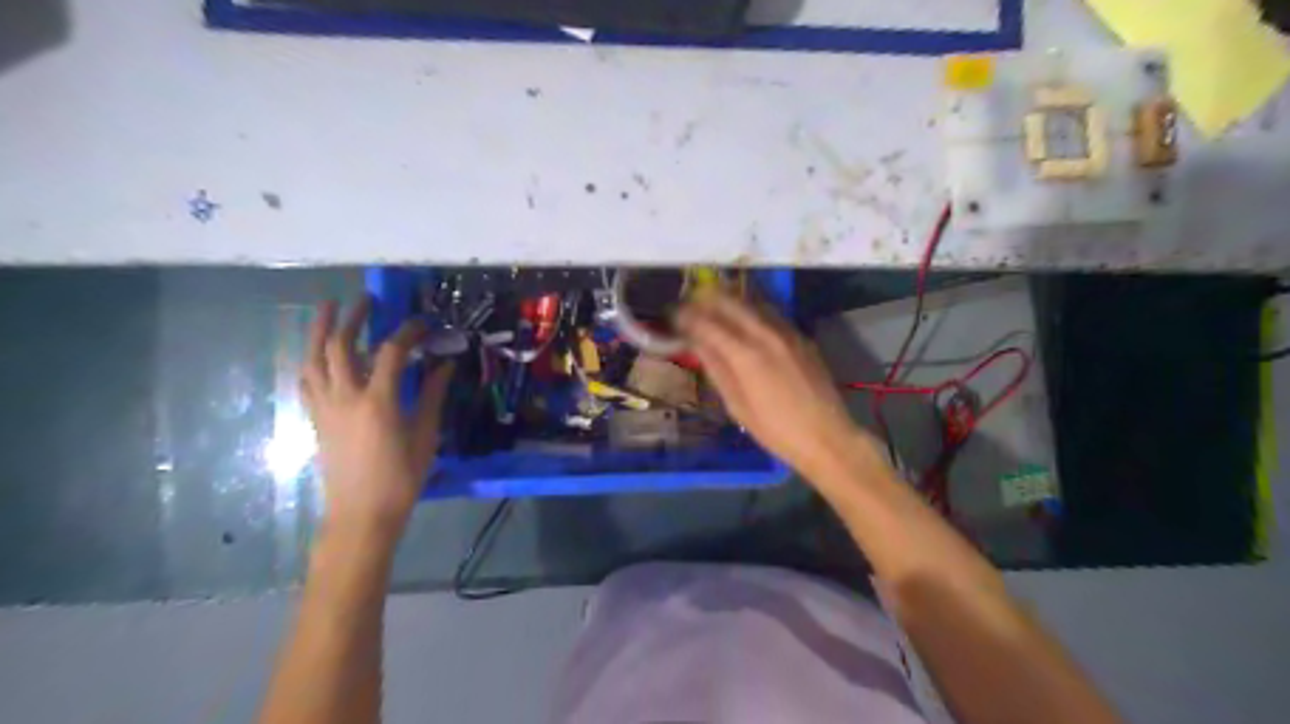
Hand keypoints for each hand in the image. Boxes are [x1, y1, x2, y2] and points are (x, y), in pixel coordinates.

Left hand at [299, 298, 451, 546]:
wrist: (361, 513)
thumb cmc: (401, 477)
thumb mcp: (425, 436)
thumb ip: (432, 396)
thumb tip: (445, 365)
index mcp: (379, 401)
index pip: (391, 352)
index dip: (407, 331)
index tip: (422, 323)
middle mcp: (346, 397)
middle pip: (341, 346)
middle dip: (352, 318)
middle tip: (365, 300)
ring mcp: (325, 407)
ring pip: (314, 359)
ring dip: (319, 330)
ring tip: (326, 309)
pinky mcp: (315, 419)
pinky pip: (306, 381)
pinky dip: (311, 360)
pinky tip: (317, 353)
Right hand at [680, 290, 869, 478]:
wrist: (826, 436)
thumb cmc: (775, 431)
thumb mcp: (736, 405)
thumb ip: (716, 368)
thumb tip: (696, 343)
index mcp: (745, 355)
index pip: (706, 322)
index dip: (685, 316)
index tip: (672, 316)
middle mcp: (765, 334)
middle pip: (728, 301)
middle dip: (704, 299)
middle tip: (689, 306)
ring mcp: (786, 331)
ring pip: (751, 300)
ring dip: (727, 300)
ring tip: (711, 307)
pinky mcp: (801, 335)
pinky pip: (770, 313)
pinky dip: (750, 310)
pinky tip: (742, 320)